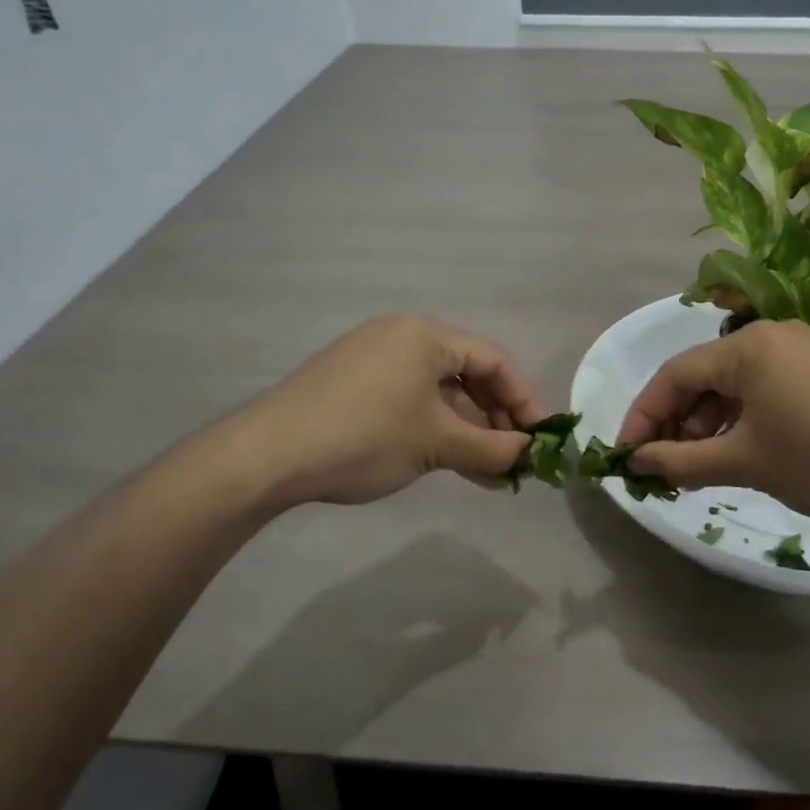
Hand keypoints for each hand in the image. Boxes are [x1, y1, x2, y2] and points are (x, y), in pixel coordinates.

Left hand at [244, 315, 544, 505]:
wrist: (267, 455)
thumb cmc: (365, 436)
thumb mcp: (436, 443)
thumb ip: (492, 448)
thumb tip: (530, 456)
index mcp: (426, 335)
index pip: (494, 360)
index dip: (524, 399)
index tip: (541, 438)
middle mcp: (403, 337)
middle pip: (468, 375)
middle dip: (496, 419)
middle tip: (515, 459)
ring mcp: (375, 361)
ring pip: (440, 394)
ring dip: (468, 432)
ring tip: (490, 474)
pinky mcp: (355, 386)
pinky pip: (412, 402)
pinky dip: (436, 431)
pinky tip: (454, 464)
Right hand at [616, 320, 809, 520]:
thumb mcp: (746, 462)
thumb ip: (683, 460)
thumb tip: (637, 463)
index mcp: (747, 347)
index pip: (674, 375)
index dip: (644, 415)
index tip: (627, 456)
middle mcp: (771, 337)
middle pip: (704, 377)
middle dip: (678, 423)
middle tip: (665, 468)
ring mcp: (802, 351)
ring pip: (735, 386)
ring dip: (710, 425)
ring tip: (701, 468)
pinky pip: (765, 390)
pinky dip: (743, 420)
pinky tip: (742, 453)